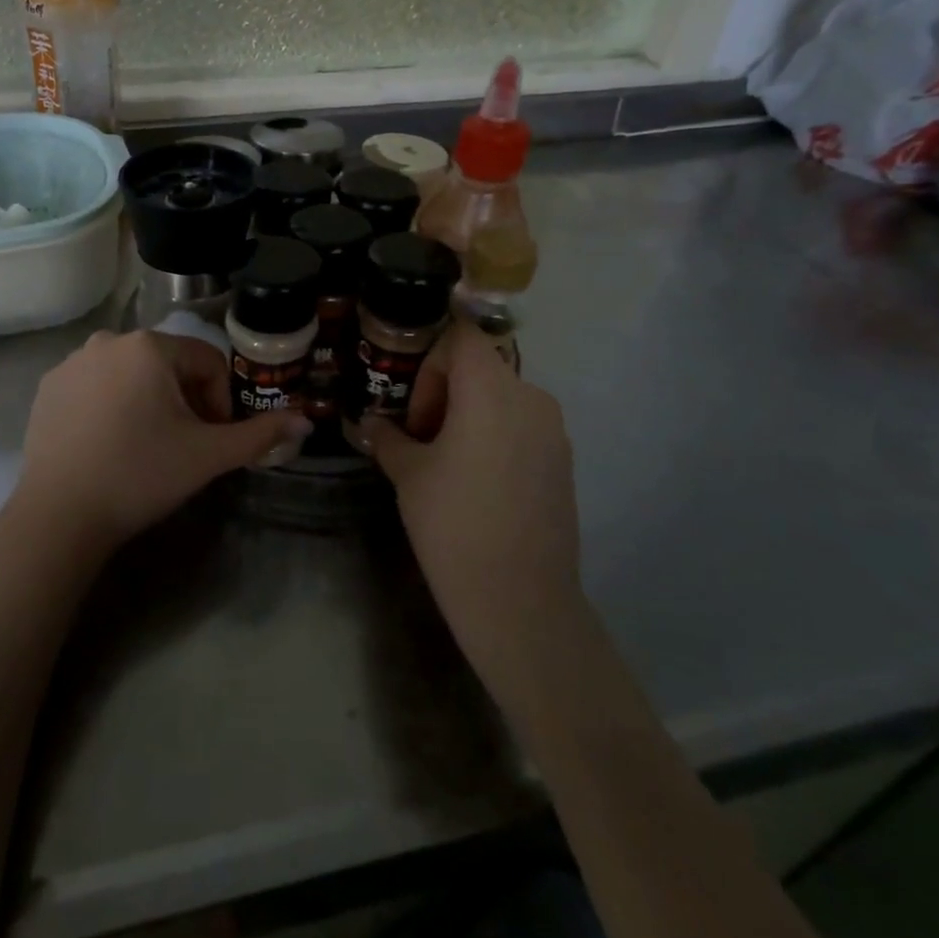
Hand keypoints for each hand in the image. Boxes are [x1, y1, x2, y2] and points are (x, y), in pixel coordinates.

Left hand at [11, 330, 310, 554]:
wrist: (60, 516)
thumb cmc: (141, 475)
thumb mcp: (207, 455)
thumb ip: (259, 434)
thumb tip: (305, 421)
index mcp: (149, 346)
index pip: (207, 362)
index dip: (219, 402)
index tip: (211, 440)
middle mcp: (108, 340)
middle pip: (169, 365)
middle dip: (185, 401)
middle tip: (183, 445)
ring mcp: (71, 362)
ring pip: (132, 374)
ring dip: (149, 402)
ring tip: (146, 447)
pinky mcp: (48, 387)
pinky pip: (97, 386)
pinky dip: (112, 406)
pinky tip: (109, 445)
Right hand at [354, 323, 580, 697]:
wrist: (519, 600)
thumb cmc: (453, 524)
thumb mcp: (408, 474)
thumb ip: (389, 437)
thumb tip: (373, 424)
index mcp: (491, 390)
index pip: (460, 337)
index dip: (429, 362)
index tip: (414, 409)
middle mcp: (530, 397)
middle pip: (480, 367)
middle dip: (443, 394)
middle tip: (420, 441)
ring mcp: (554, 430)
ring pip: (501, 398)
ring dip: (468, 416)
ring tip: (446, 465)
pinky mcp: (564, 460)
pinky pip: (521, 426)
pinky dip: (494, 436)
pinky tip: (477, 485)